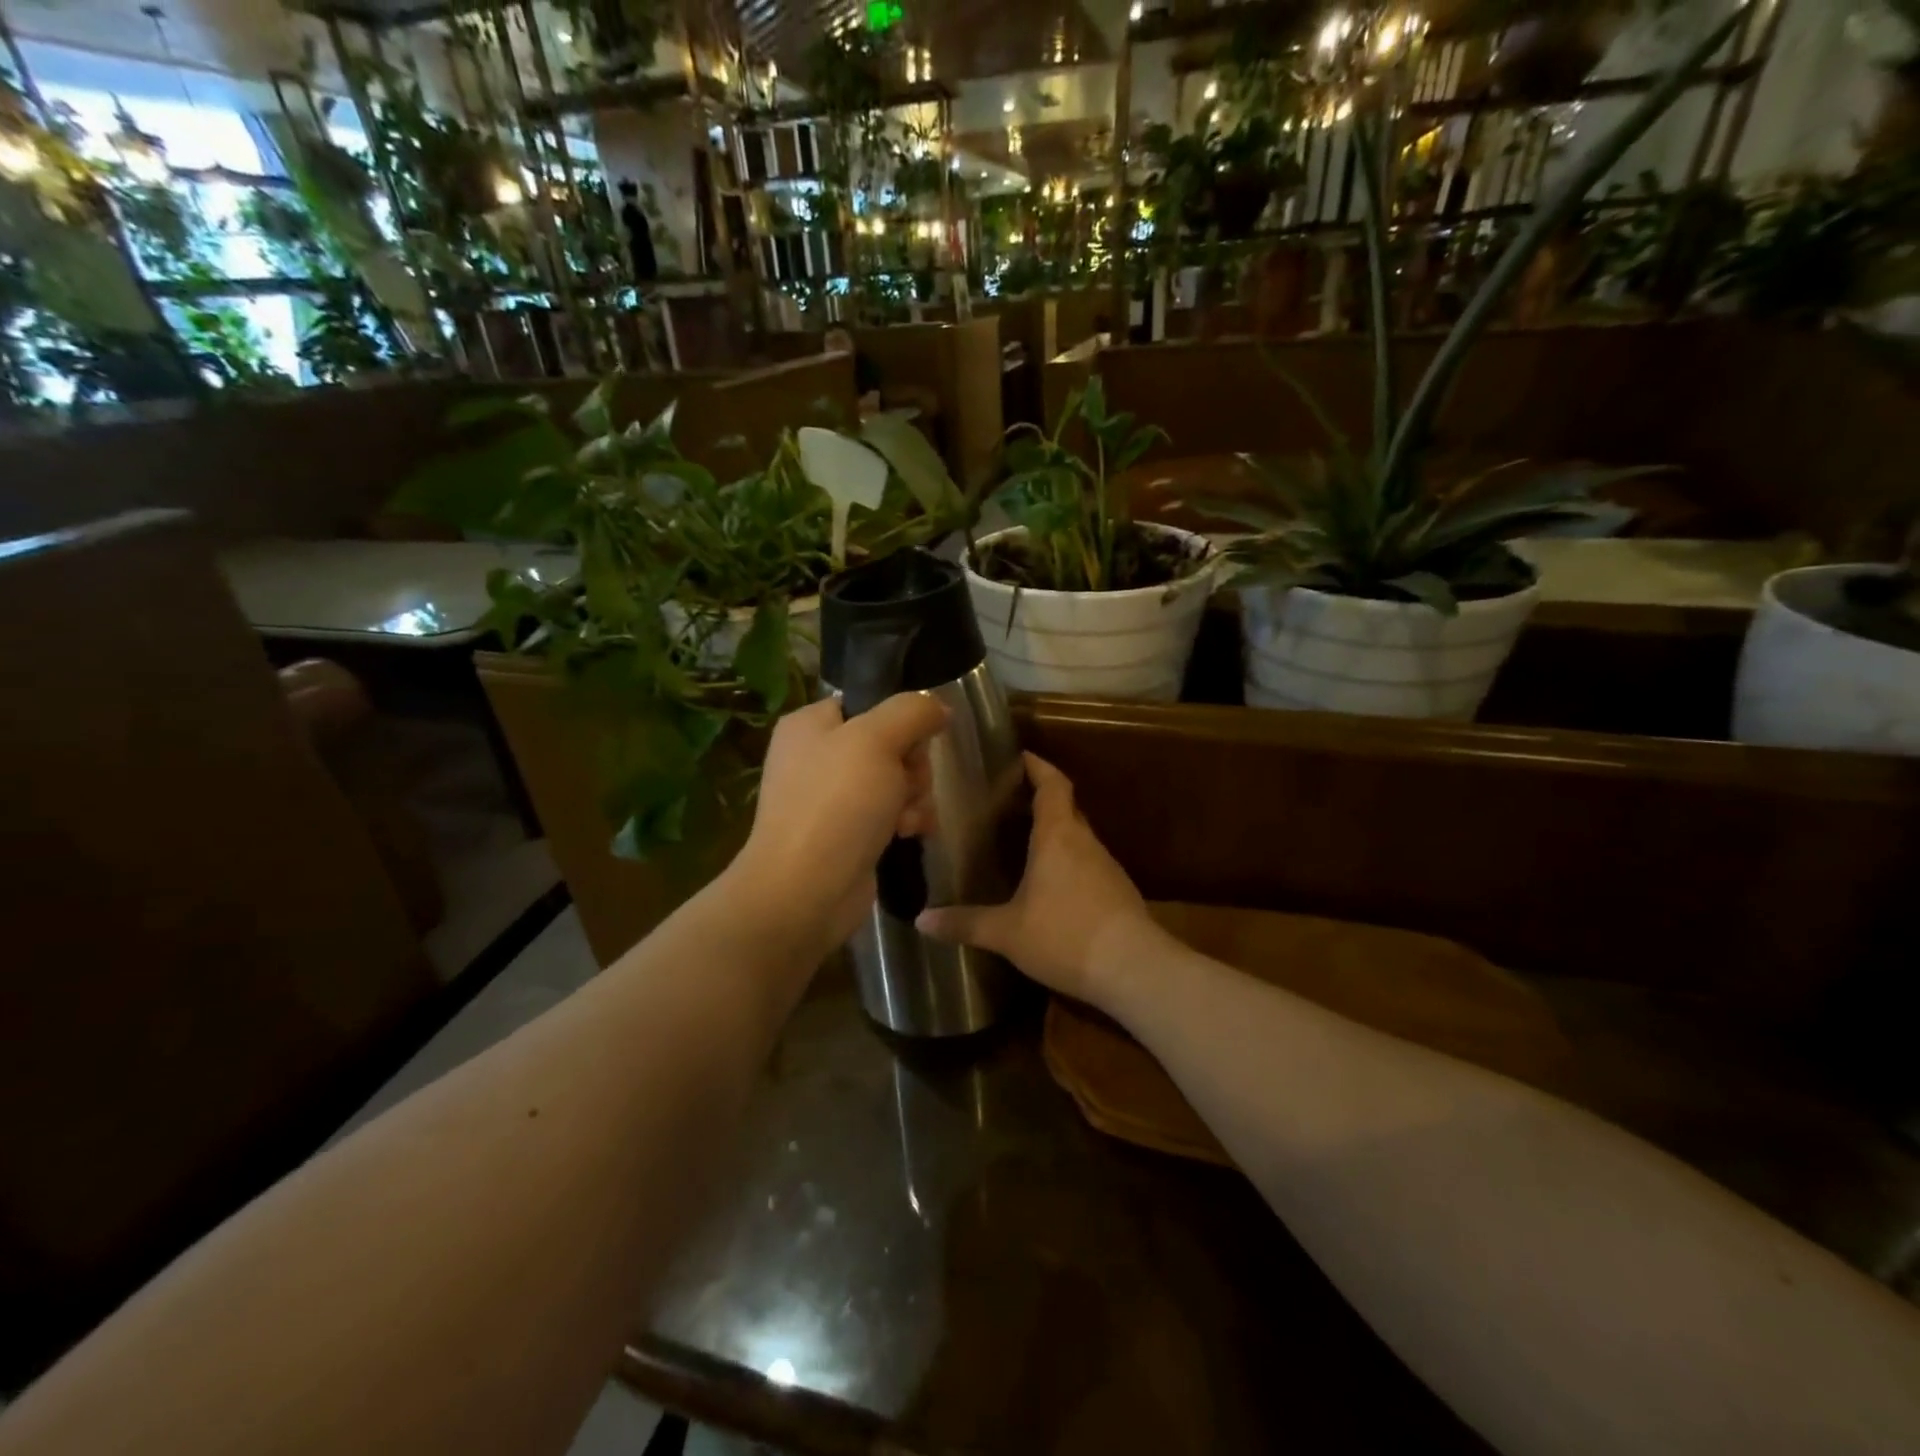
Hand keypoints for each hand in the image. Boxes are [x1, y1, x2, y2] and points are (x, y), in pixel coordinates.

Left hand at [728, 693, 947, 955]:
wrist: (806, 890)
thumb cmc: (836, 804)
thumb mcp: (877, 739)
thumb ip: (912, 711)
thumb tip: (938, 707)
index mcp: (811, 724)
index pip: (869, 703)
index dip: (900, 720)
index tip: (913, 742)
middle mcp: (818, 757)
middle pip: (891, 744)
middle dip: (912, 767)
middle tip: (906, 785)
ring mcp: (832, 799)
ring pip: (897, 781)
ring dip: (914, 797)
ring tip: (906, 819)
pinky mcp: (848, 834)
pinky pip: (891, 813)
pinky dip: (905, 822)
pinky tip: (907, 835)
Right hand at [916, 753, 1160, 1007]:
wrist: (1134, 969)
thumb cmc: (1065, 936)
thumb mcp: (1007, 933)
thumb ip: (965, 923)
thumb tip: (921, 920)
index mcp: (1057, 836)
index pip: (1052, 785)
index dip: (1038, 767)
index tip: (1021, 757)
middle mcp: (1085, 842)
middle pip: (1066, 808)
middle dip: (1042, 801)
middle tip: (1009, 804)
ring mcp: (1107, 867)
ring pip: (1078, 839)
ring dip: (1056, 835)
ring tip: (1024, 844)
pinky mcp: (1119, 892)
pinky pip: (1088, 865)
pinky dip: (1069, 864)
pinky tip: (1052, 887)